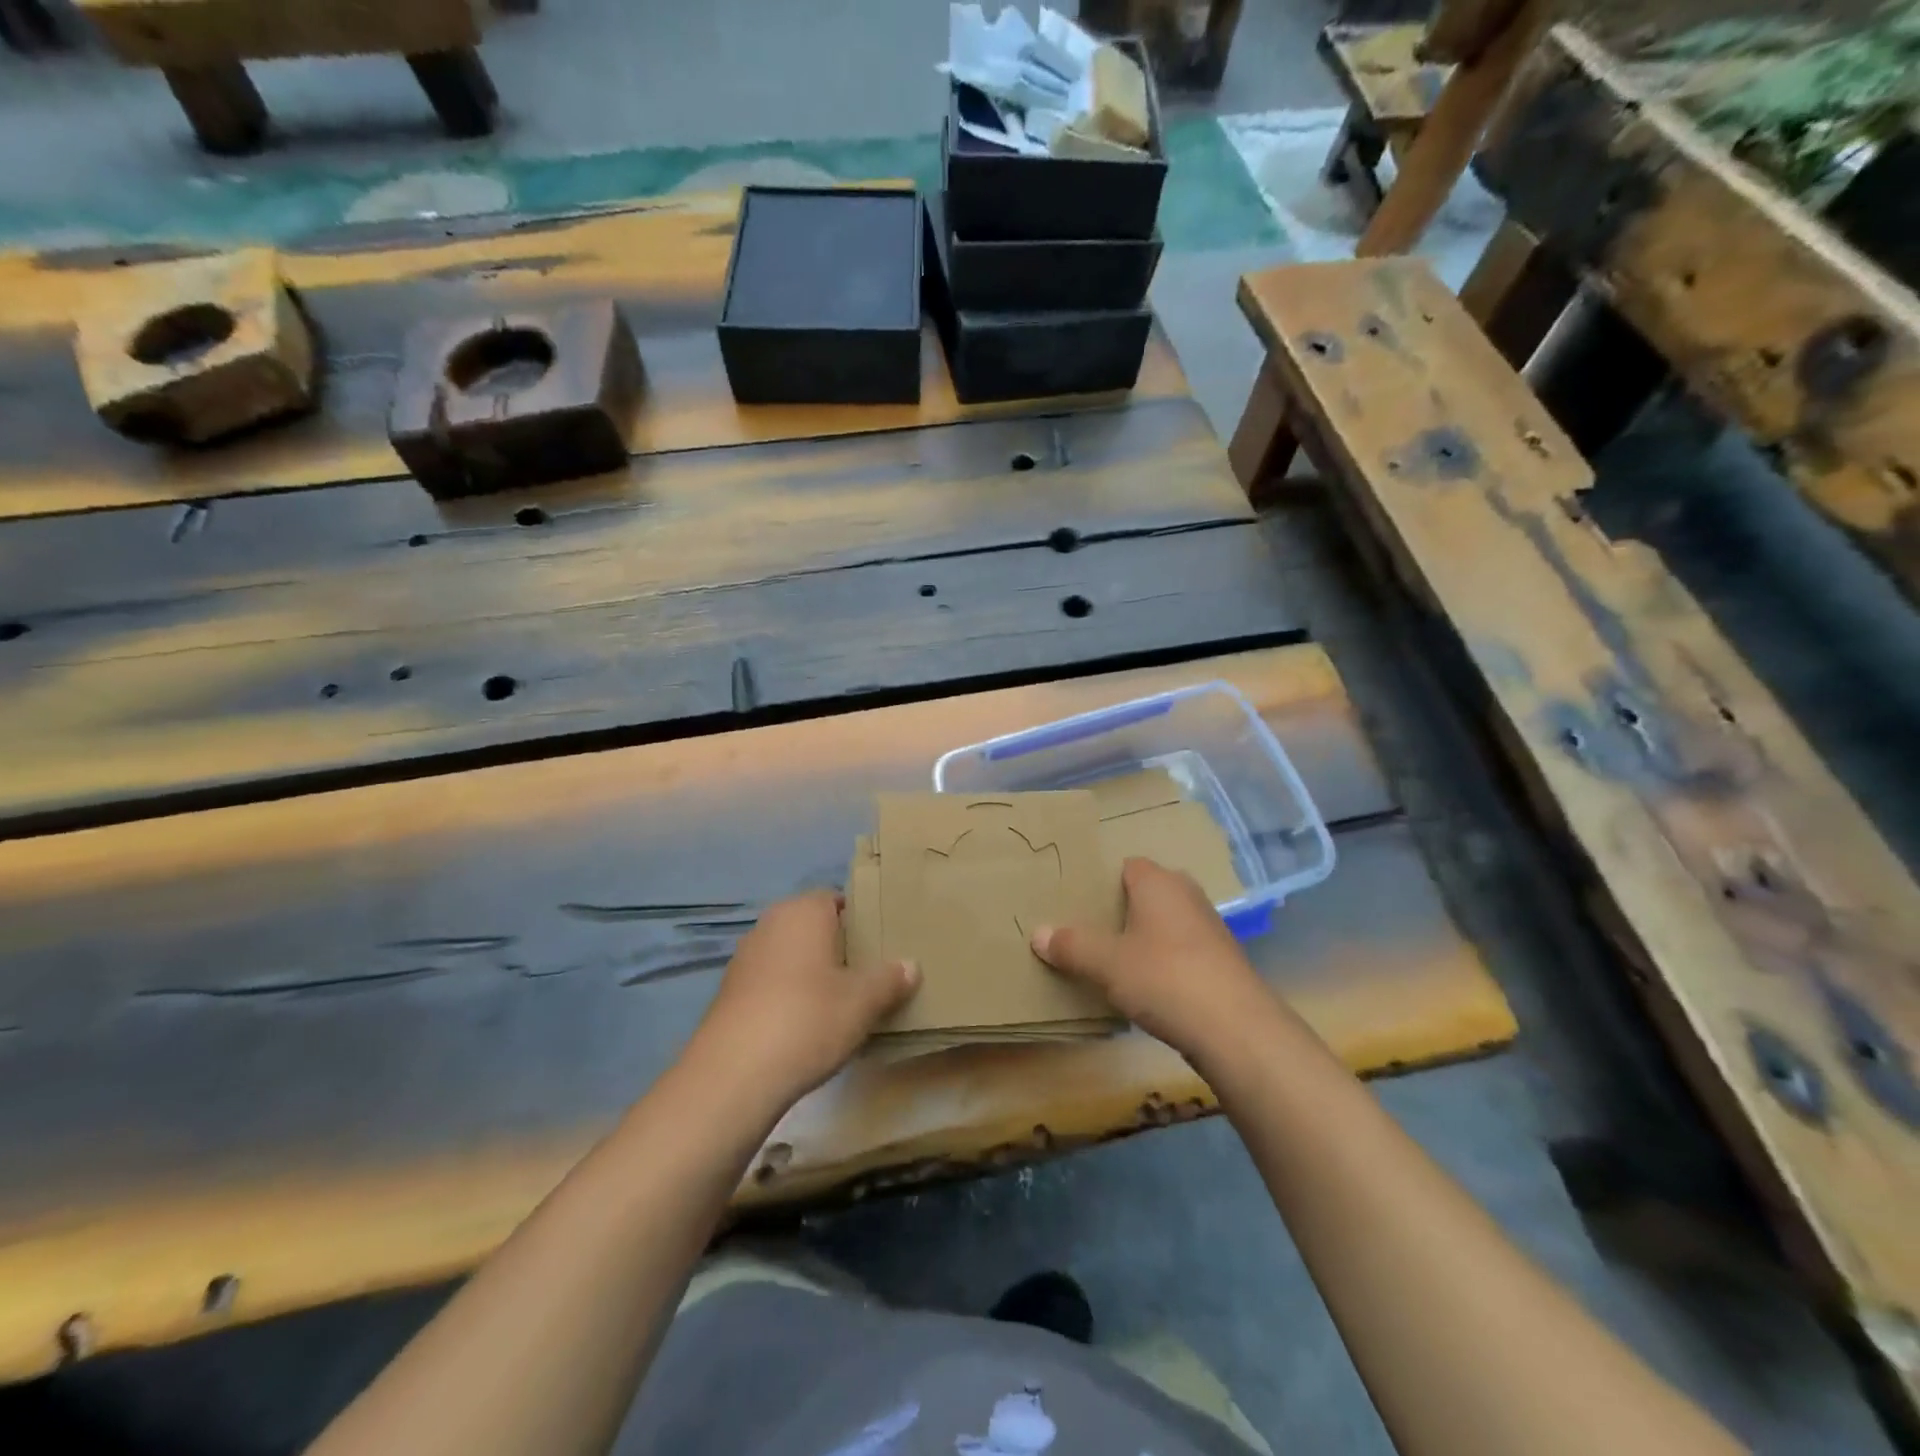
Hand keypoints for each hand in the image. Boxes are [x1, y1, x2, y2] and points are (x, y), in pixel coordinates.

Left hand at [688, 891, 917, 1108]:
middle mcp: (770, 924)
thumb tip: (911, 965)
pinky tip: (807, 1025)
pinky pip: (772, 982)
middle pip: (813, 927)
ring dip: (813, 973)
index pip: (836, 899)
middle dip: (838, 947)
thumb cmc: (808, 1018)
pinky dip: (790, 995)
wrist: (733, 1075)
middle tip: (869, 974)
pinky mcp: (731, 993)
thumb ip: (890, 978)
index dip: (860, 919)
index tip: (881, 944)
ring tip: (842, 1002)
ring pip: (791, 955)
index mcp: (803, 911)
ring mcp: (745, 958)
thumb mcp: (863, 1001)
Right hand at [1030, 857, 1281, 1063]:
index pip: (1125, 866)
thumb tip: (1037, 933)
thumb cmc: (1164, 978)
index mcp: (1158, 882)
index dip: (1101, 882)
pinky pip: (1179, 951)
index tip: (1075, 903)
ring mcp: (1208, 928)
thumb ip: (1071, 945)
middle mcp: (1186, 894)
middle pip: (1144, 894)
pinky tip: (1144, 988)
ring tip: (1108, 962)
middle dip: (1118, 911)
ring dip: (1140, 940)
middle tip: (1086, 932)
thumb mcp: (1106, 963)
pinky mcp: (1220, 962)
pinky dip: (1161, 963)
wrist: (1236, 1029)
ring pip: (1163, 924)